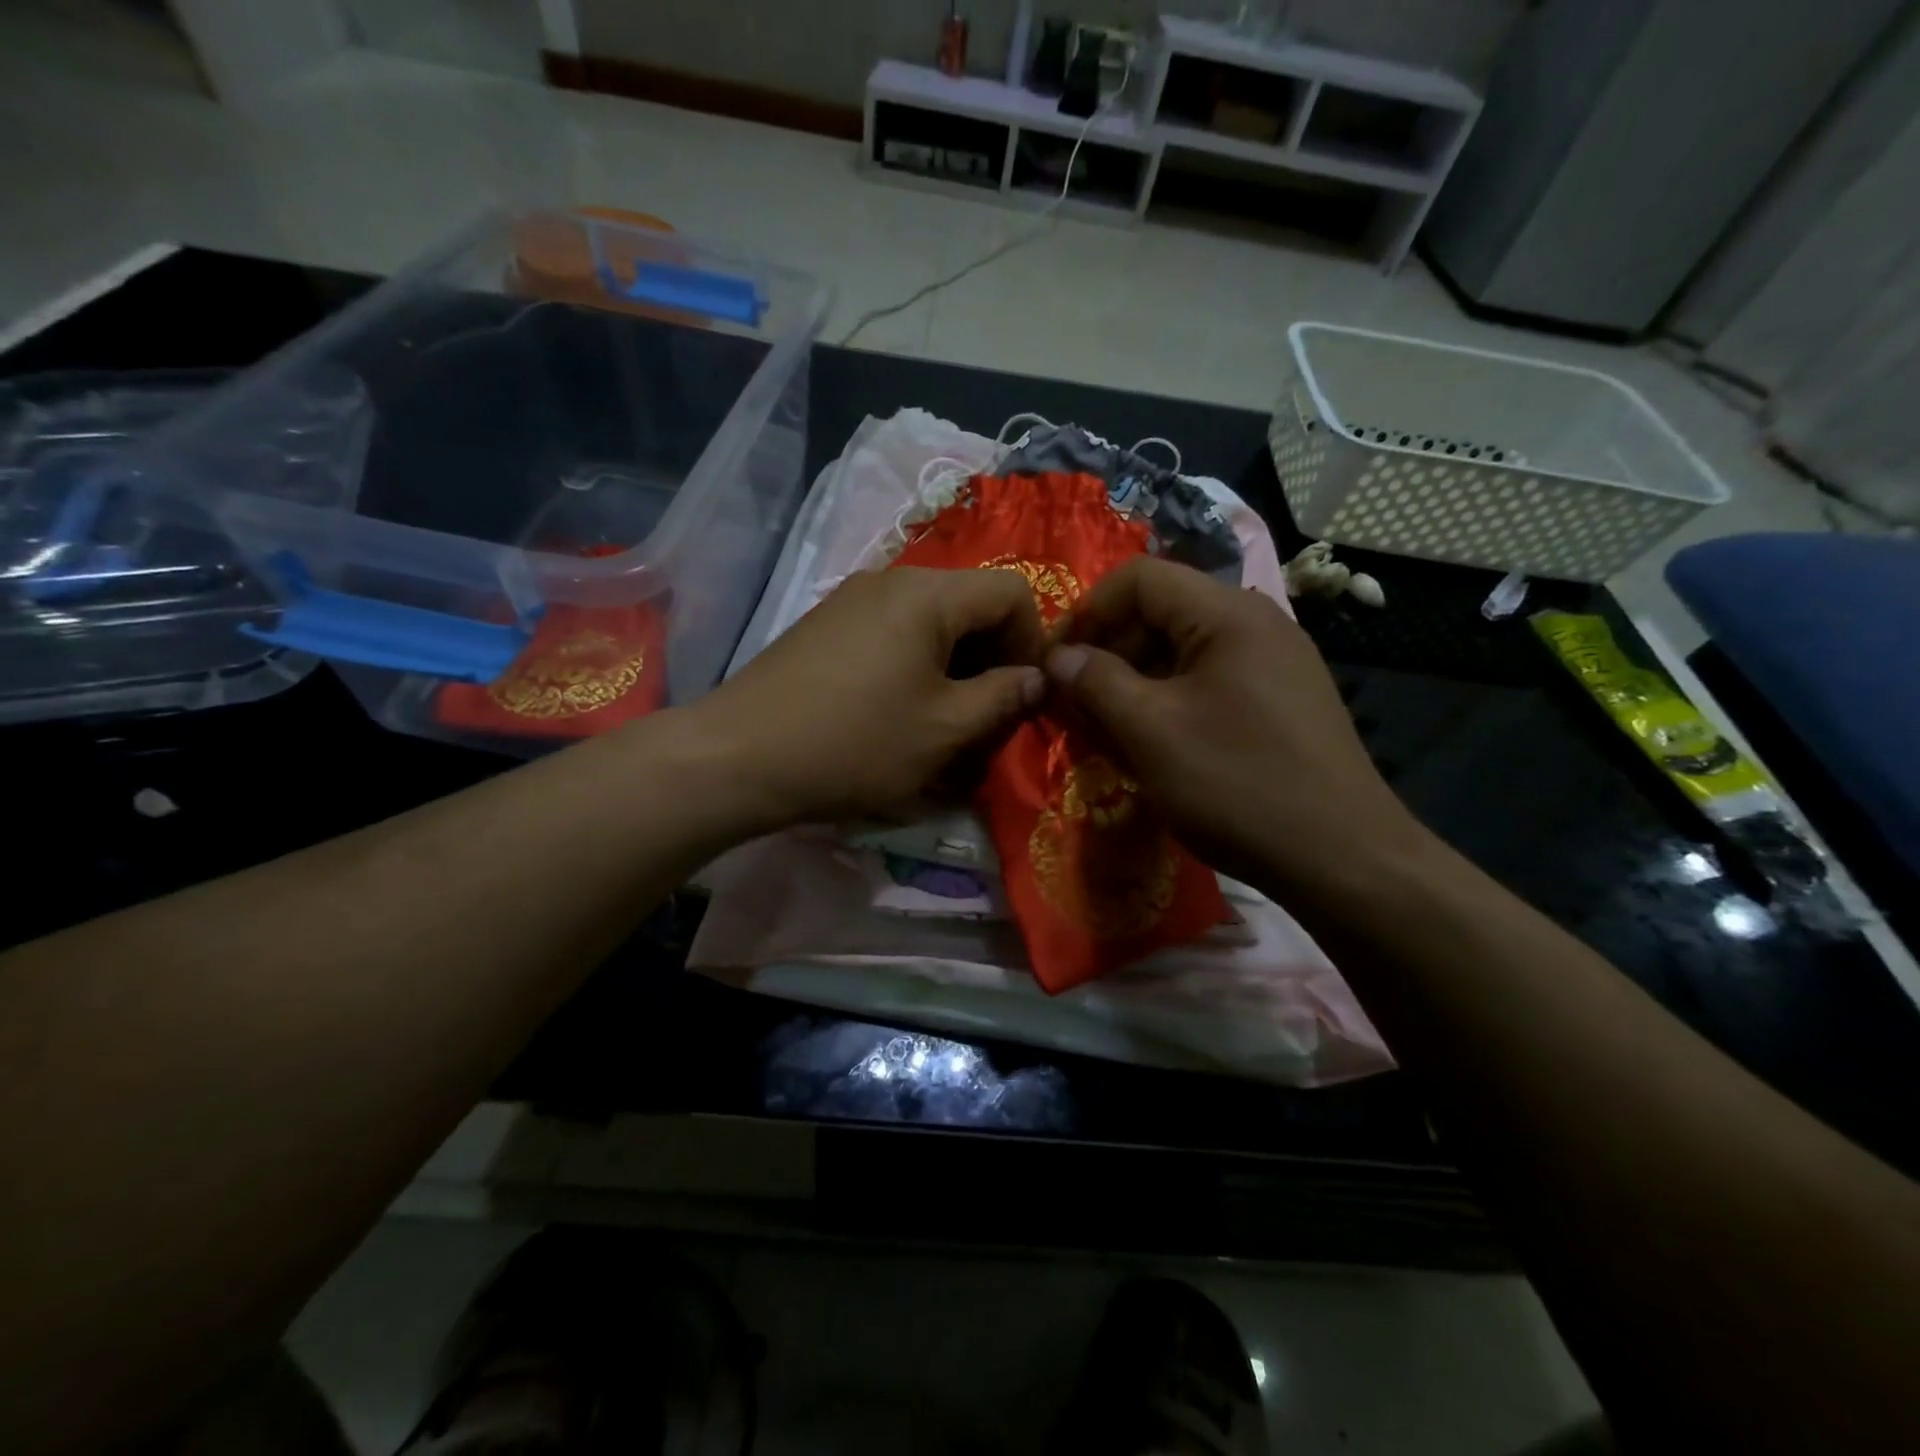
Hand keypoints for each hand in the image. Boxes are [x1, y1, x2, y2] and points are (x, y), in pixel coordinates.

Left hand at [691, 567, 1046, 828]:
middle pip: (970, 604)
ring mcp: (852, 599)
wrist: (738, 756)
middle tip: (989, 717)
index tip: (1026, 696)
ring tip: (945, 721)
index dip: (1035, 641)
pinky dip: (915, 666)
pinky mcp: (827, 625)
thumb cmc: (854, 743)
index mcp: (927, 594)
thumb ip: (1003, 698)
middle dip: (993, 658)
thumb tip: (1036, 678)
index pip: (1012, 591)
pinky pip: (893, 633)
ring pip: (931, 622)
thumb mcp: (944, 729)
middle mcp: (891, 579)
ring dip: (954, 667)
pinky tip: (899, 712)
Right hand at [1044, 557, 1430, 896]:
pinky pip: (1208, 682)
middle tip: (1074, 704)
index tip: (1055, 662)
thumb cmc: (1237, 784)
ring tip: (1105, 730)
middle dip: (1108, 652)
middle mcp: (1256, 624)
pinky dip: (1168, 702)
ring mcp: (1274, 663)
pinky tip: (1152, 744)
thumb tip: (1058, 657)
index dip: (1086, 612)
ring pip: (1182, 652)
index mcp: (1228, 614)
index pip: (1139, 578)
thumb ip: (1095, 683)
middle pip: (1161, 612)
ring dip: (1134, 682)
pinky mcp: (1280, 701)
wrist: (1343, 858)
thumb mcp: (1151, 731)